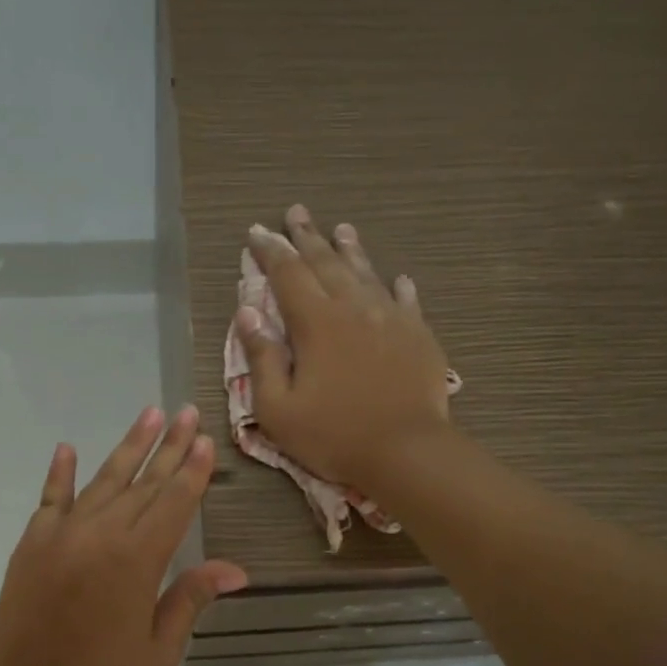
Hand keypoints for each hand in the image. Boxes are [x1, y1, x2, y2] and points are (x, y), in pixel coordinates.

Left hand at [0, 405, 247, 665]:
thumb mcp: (159, 649)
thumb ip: (191, 599)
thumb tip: (234, 569)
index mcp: (138, 558)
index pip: (174, 502)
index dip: (192, 471)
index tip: (204, 440)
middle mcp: (104, 532)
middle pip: (145, 482)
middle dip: (170, 446)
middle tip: (187, 412)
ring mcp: (65, 530)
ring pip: (105, 479)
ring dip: (129, 446)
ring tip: (150, 414)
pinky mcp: (34, 538)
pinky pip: (51, 497)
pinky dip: (60, 472)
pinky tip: (67, 448)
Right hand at [235, 204, 454, 488]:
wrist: (407, 452)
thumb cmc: (334, 435)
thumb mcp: (278, 408)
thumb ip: (262, 358)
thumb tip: (248, 314)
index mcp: (316, 323)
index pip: (288, 274)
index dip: (270, 251)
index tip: (257, 231)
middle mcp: (353, 309)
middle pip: (327, 263)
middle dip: (307, 237)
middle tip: (296, 213)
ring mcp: (391, 319)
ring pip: (367, 274)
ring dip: (350, 250)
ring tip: (342, 229)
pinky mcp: (418, 336)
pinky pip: (407, 301)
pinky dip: (397, 287)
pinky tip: (397, 279)